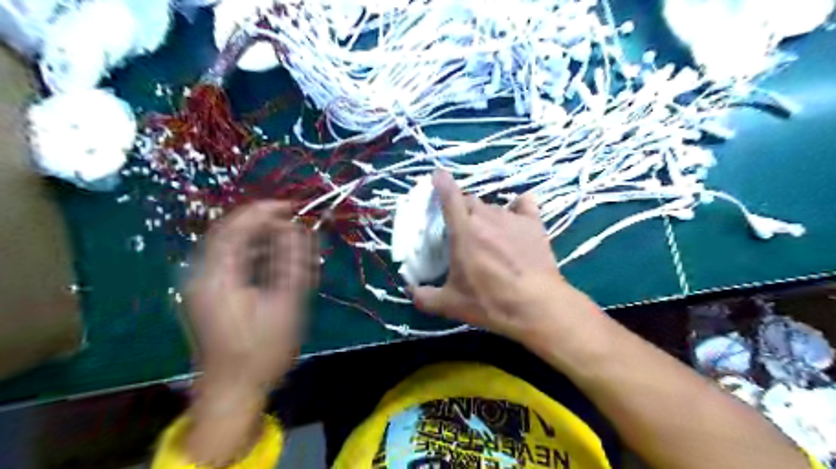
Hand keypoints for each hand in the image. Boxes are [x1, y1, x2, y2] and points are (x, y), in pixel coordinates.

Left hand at [184, 201, 317, 396]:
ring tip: (287, 236)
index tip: (292, 206)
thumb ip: (292, 263)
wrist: (231, 390)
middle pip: (228, 233)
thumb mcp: (285, 304)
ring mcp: (200, 286)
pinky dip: (250, 253)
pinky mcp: (206, 295)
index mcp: (216, 276)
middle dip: (260, 221)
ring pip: (227, 246)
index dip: (263, 211)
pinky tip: (272, 258)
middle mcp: (200, 275)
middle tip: (291, 219)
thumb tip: (298, 229)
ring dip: (257, 236)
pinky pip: (227, 261)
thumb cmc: (262, 351)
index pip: (235, 228)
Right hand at [410, 171, 593, 344]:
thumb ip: (424, 297)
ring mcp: (512, 218)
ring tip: (488, 232)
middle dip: (462, 208)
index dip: (442, 182)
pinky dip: (518, 206)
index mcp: (463, 231)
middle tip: (461, 227)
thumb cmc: (490, 302)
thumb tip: (410, 291)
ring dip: (485, 214)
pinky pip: (524, 204)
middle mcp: (486, 217)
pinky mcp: (534, 224)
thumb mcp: (450, 304)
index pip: (449, 196)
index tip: (437, 174)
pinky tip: (517, 214)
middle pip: (470, 200)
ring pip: (493, 206)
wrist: (536, 305)